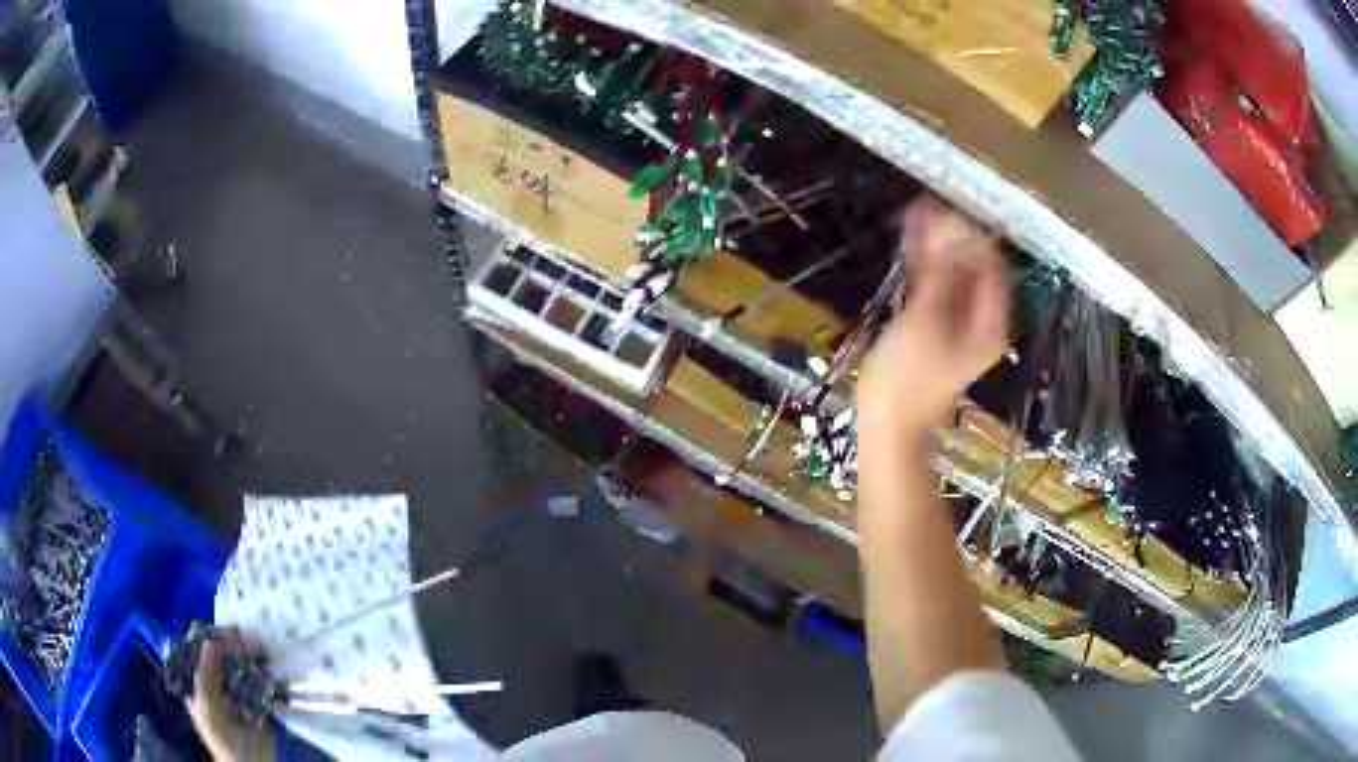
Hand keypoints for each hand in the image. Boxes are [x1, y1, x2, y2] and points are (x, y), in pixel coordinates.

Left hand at [186, 629, 275, 761]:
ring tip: (251, 649)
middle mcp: (215, 684)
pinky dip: (260, 671)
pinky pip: (257, 681)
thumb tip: (209, 642)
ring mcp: (236, 693)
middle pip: (219, 656)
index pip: (197, 653)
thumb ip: (205, 679)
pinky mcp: (256, 701)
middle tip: (239, 640)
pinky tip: (261, 663)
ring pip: (238, 666)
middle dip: (228, 645)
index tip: (218, 631)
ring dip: (245, 656)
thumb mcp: (209, 712)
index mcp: (197, 685)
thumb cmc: (223, 742)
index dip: (205, 639)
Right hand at [859, 197, 1008, 437]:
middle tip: (924, 209)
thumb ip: (939, 273)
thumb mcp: (925, 320)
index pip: (991, 265)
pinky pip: (935, 285)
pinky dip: (924, 263)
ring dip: (936, 245)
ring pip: (952, 272)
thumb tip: (946, 229)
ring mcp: (956, 322)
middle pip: (973, 266)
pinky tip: (909, 238)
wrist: (886, 423)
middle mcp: (979, 318)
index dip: (971, 236)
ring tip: (914, 214)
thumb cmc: (906, 377)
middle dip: (951, 236)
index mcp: (989, 322)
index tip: (944, 213)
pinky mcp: (934, 323)